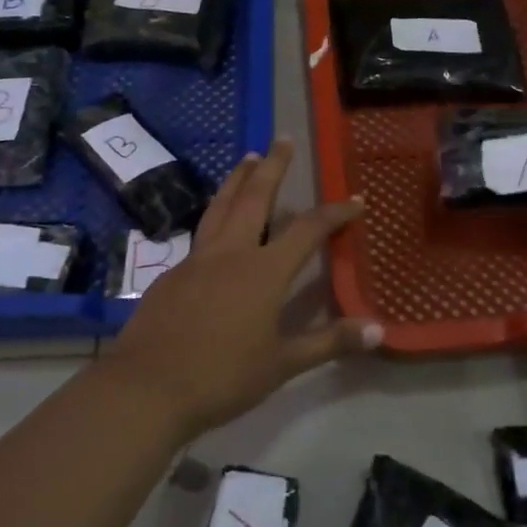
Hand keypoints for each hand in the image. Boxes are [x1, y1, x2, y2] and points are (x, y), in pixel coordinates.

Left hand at [107, 138, 381, 440]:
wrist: (147, 387)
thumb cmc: (223, 377)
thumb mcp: (283, 364)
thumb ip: (330, 342)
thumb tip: (380, 330)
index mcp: (263, 271)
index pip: (307, 230)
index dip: (335, 213)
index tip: (355, 200)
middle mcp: (231, 253)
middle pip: (254, 198)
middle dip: (273, 166)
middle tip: (282, 139)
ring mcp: (197, 260)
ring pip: (220, 206)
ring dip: (237, 179)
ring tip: (248, 159)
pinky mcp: (172, 274)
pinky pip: (202, 233)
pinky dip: (216, 215)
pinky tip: (218, 225)